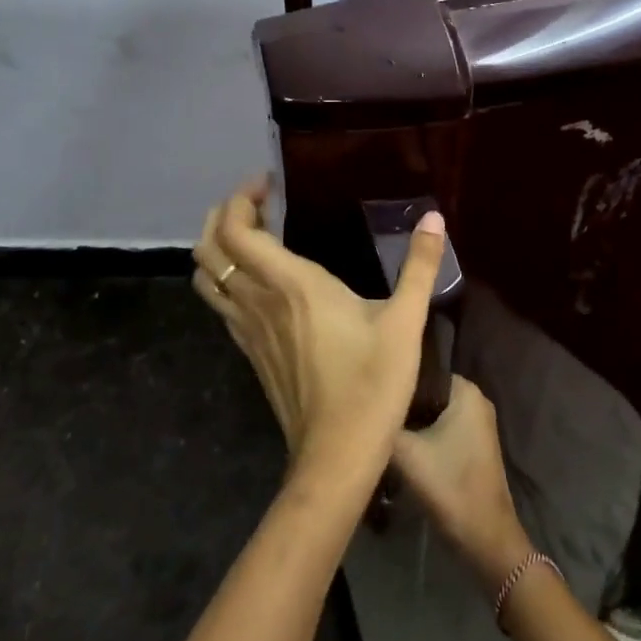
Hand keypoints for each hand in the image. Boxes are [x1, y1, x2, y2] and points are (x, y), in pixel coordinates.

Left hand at [192, 175, 447, 482]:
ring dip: (218, 247)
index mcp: (290, 284)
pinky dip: (226, 278)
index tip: (268, 184)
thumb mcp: (405, 321)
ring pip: (205, 278)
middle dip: (222, 215)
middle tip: (257, 203)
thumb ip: (420, 266)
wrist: (336, 456)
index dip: (240, 199)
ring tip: (253, 235)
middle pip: (208, 248)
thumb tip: (434, 218)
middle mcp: (257, 301)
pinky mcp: (249, 353)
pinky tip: (259, 281)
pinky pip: (220, 304)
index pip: (236, 230)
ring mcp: (247, 330)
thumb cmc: (372, 384)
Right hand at [392, 375, 531, 591]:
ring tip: (380, 432)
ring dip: (410, 424)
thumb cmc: (449, 485)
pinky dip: (422, 437)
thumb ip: (383, 425)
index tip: (372, 396)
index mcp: (466, 391)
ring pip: (433, 414)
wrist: (484, 536)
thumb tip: (361, 409)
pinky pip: (441, 430)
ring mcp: (477, 425)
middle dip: (402, 405)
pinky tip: (399, 450)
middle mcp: (476, 401)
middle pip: (427, 394)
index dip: (397, 384)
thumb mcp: (406, 452)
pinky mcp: (473, 447)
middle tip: (371, 416)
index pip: (422, 373)